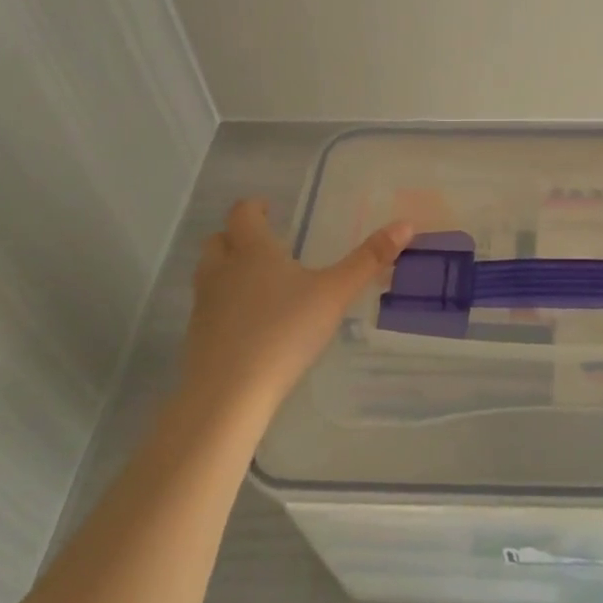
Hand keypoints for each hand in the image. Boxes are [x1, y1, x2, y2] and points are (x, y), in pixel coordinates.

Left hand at [184, 198, 412, 419]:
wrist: (228, 395)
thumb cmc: (284, 332)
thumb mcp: (335, 294)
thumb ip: (368, 260)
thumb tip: (405, 224)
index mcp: (252, 251)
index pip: (242, 214)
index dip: (254, 208)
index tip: (268, 209)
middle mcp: (222, 271)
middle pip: (218, 241)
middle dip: (237, 237)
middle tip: (264, 244)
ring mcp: (205, 306)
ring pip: (209, 274)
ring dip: (227, 270)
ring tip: (258, 283)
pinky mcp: (197, 338)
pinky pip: (209, 309)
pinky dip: (224, 306)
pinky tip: (249, 325)